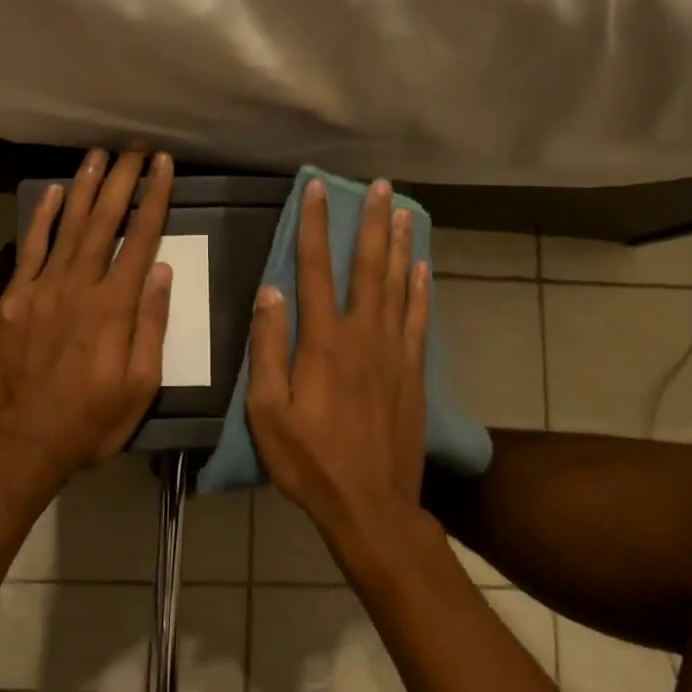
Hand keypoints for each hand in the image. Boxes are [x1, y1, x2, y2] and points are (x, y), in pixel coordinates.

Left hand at [0, 148, 174, 474]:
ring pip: (68, 226)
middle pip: (104, 221)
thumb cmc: (92, 420)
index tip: (163, 166)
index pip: (140, 240)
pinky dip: (42, 218)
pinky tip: (53, 191)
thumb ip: (151, 325)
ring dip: (85, 187)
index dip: (154, 199)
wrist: (21, 442)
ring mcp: (42, 288)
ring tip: (99, 154)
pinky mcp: (14, 298)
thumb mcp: (141, 386)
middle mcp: (79, 286)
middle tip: (135, 148)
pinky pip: (30, 248)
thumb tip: (161, 271)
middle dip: (122, 180)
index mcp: (114, 307)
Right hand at [247, 177, 430, 541]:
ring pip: (399, 285)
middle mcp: (363, 335)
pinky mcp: (413, 372)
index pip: (314, 269)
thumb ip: (268, 349)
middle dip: (372, 222)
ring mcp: (395, 352)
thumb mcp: (268, 411)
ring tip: (404, 211)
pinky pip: (420, 319)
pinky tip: (423, 268)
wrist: (371, 505)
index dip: (314, 225)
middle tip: (381, 186)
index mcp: (323, 341)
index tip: (317, 189)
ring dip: (400, 245)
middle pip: (368, 266)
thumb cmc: (310, 461)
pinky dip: (422, 289)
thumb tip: (269, 291)